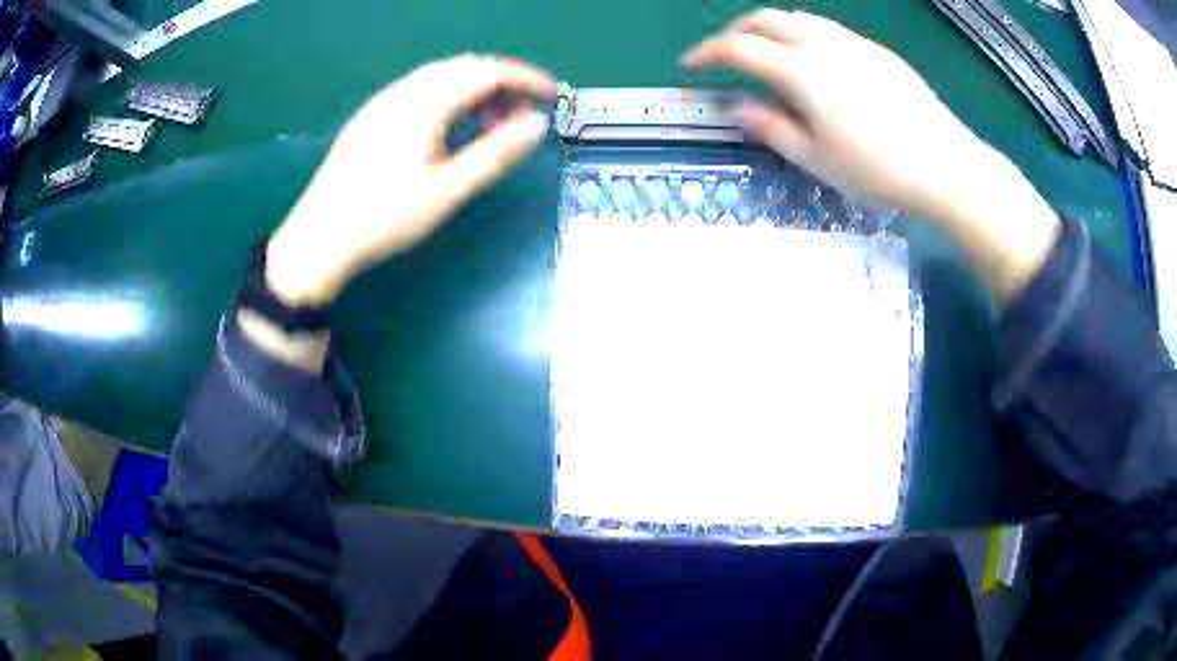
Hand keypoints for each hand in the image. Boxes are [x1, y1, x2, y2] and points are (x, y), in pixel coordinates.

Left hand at [266, 55, 556, 305]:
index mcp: (422, 104)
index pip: (485, 71)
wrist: (317, 240)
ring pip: (439, 75)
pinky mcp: (369, 118)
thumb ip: (494, 154)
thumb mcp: (445, 192)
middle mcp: (401, 92)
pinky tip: (450, 125)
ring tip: (493, 120)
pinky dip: (448, 95)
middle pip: (463, 66)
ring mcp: (381, 103)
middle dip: (502, 80)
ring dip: (474, 87)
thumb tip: (537, 123)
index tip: (552, 94)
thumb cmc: (382, 219)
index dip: (524, 77)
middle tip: (526, 110)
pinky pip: (418, 89)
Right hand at [683, 9, 1059, 299]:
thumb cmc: (879, 170)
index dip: (707, 54)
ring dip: (769, 28)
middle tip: (723, 54)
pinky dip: (803, 35)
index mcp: (801, 70)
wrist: (946, 166)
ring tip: (764, 53)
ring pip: (798, 18)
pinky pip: (828, 30)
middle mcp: (823, 44)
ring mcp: (854, 43)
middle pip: (766, 19)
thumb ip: (772, 127)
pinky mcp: (878, 52)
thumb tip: (740, 108)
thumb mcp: (816, 159)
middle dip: (735, 32)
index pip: (739, 49)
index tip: (690, 66)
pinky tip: (812, 62)